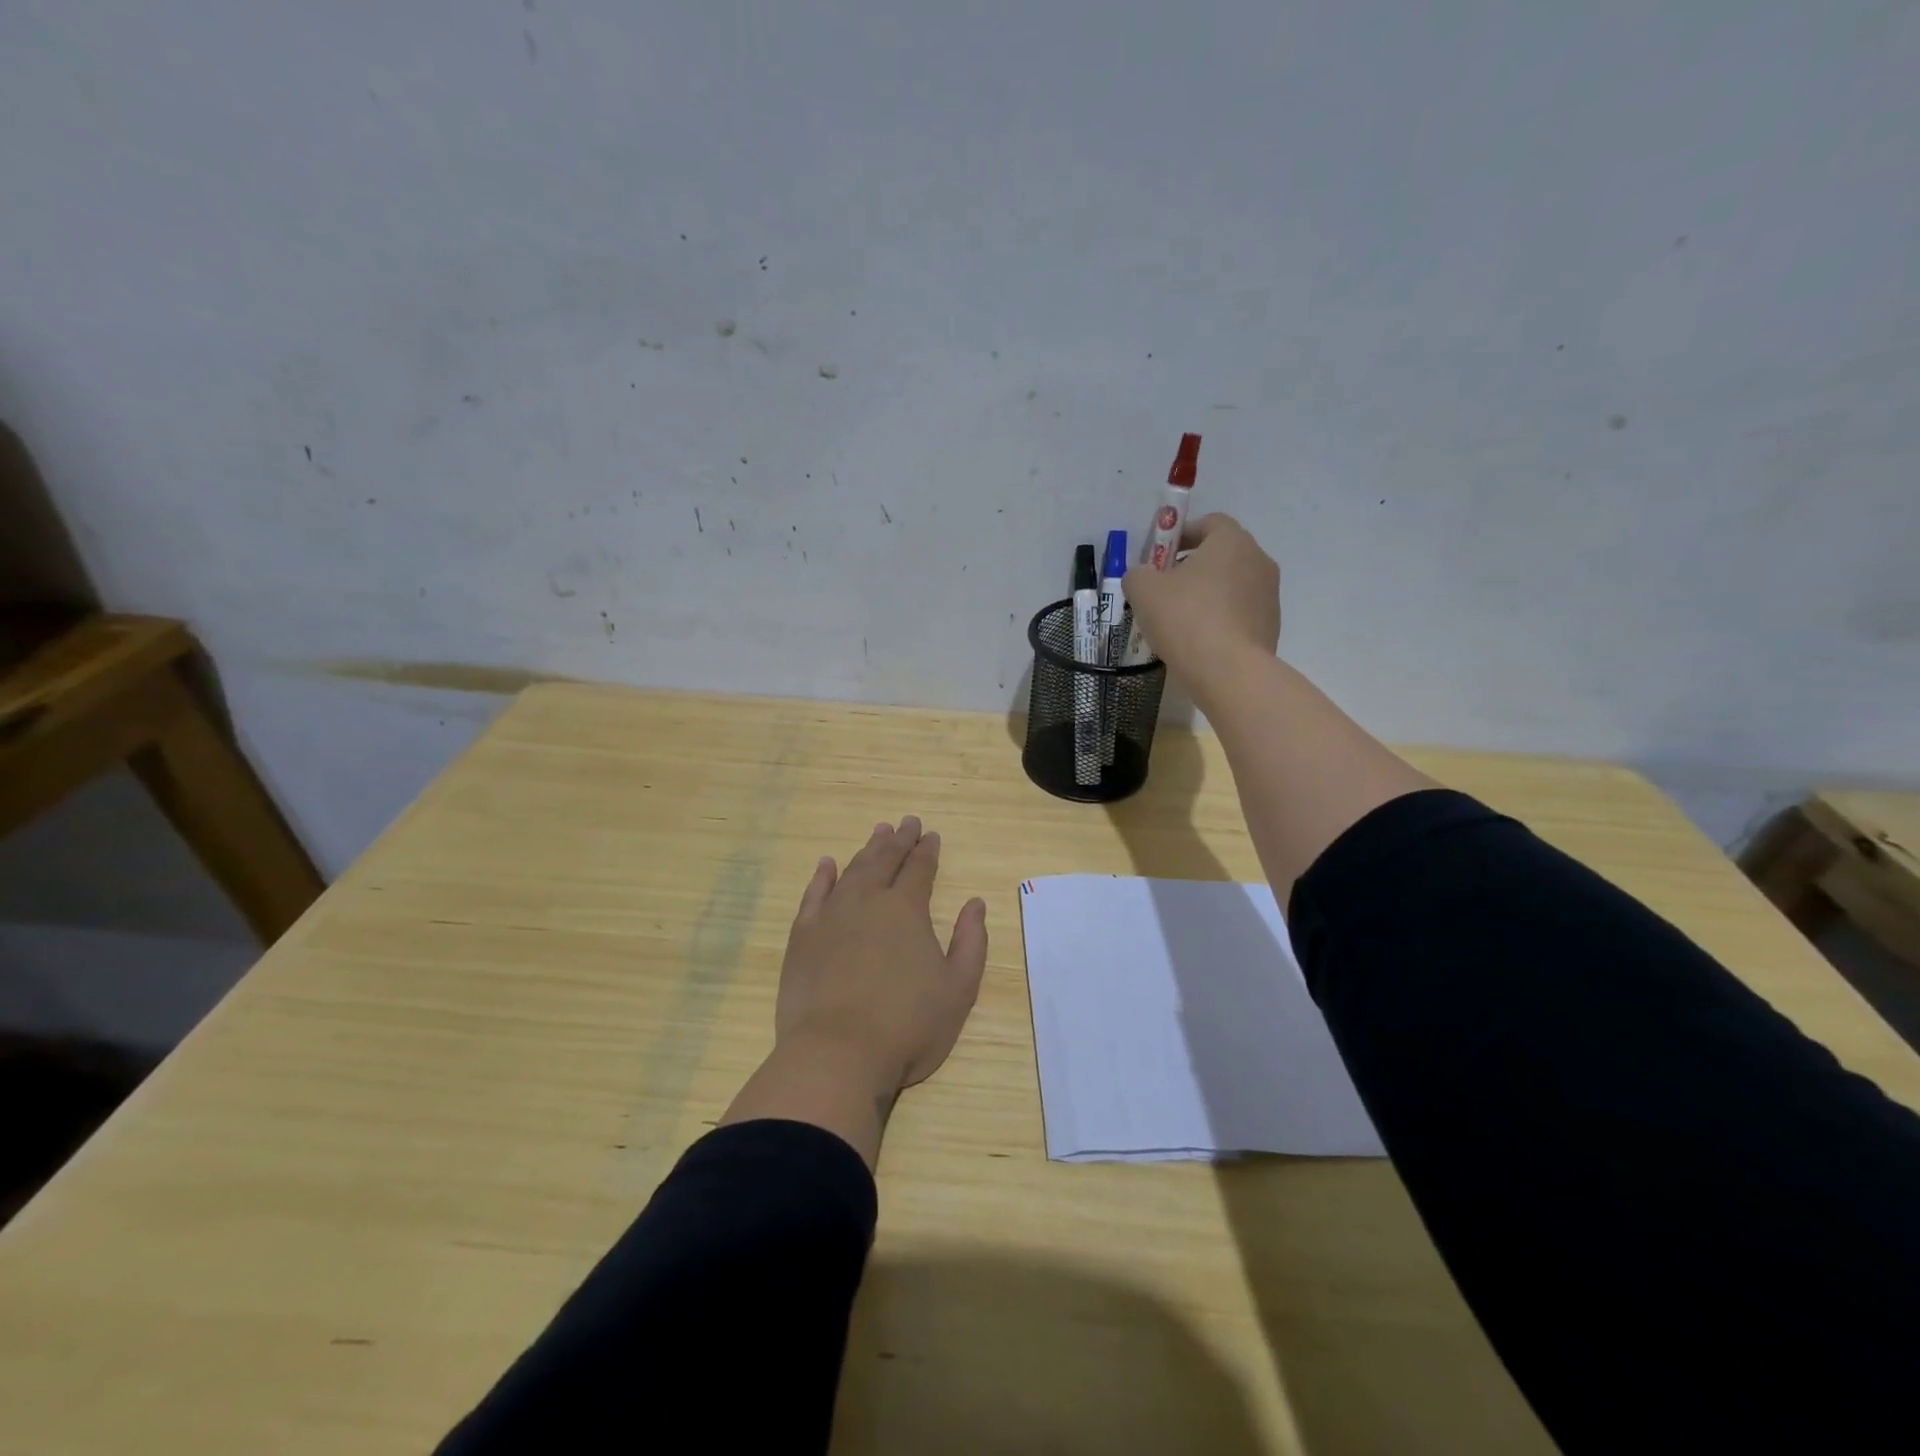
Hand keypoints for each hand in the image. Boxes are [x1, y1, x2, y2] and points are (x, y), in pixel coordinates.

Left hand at [777, 816, 987, 1093]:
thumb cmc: (907, 1026)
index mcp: (906, 910)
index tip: (931, 835)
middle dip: (899, 840)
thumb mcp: (958, 990)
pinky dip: (822, 876)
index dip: (927, 850)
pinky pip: (814, 894)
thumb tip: (975, 904)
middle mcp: (868, 901)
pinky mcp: (803, 936)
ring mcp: (831, 916)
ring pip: (852, 870)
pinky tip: (827, 865)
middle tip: (907, 822)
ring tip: (878, 833)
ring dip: (867, 849)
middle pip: (885, 860)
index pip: (919, 869)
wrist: (837, 1054)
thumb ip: (971, 942)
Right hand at [1124, 513, 1279, 702]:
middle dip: (1195, 565)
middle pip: (1223, 554)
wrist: (1229, 671)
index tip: (1162, 556)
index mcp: (1231, 541)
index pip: (1210, 522)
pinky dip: (1222, 618)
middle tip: (1167, 588)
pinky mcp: (1271, 625)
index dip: (1183, 534)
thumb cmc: (1185, 619)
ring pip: (1233, 584)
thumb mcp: (1143, 591)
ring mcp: (1270, 595)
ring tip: (1182, 619)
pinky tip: (1200, 640)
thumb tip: (1142, 576)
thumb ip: (1138, 574)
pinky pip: (1241, 612)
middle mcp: (1258, 560)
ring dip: (1209, 593)